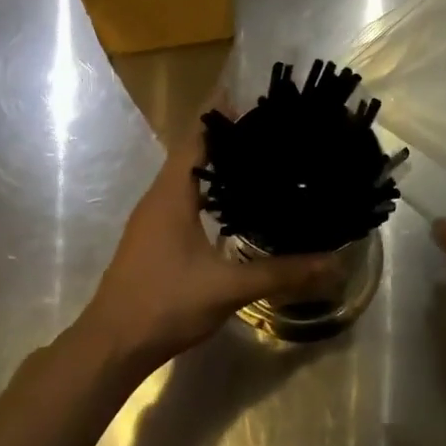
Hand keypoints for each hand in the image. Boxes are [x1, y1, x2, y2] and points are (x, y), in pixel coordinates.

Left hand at [76, 114, 339, 375]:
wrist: (112, 345)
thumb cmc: (165, 304)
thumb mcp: (227, 287)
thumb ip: (280, 272)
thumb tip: (332, 263)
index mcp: (172, 194)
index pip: (196, 138)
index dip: (221, 115)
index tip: (254, 100)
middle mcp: (159, 197)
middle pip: (192, 152)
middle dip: (227, 138)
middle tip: (270, 130)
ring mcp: (152, 219)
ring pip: (186, 177)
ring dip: (217, 165)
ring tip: (259, 161)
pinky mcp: (154, 238)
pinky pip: (183, 198)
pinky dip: (208, 191)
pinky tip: (234, 207)